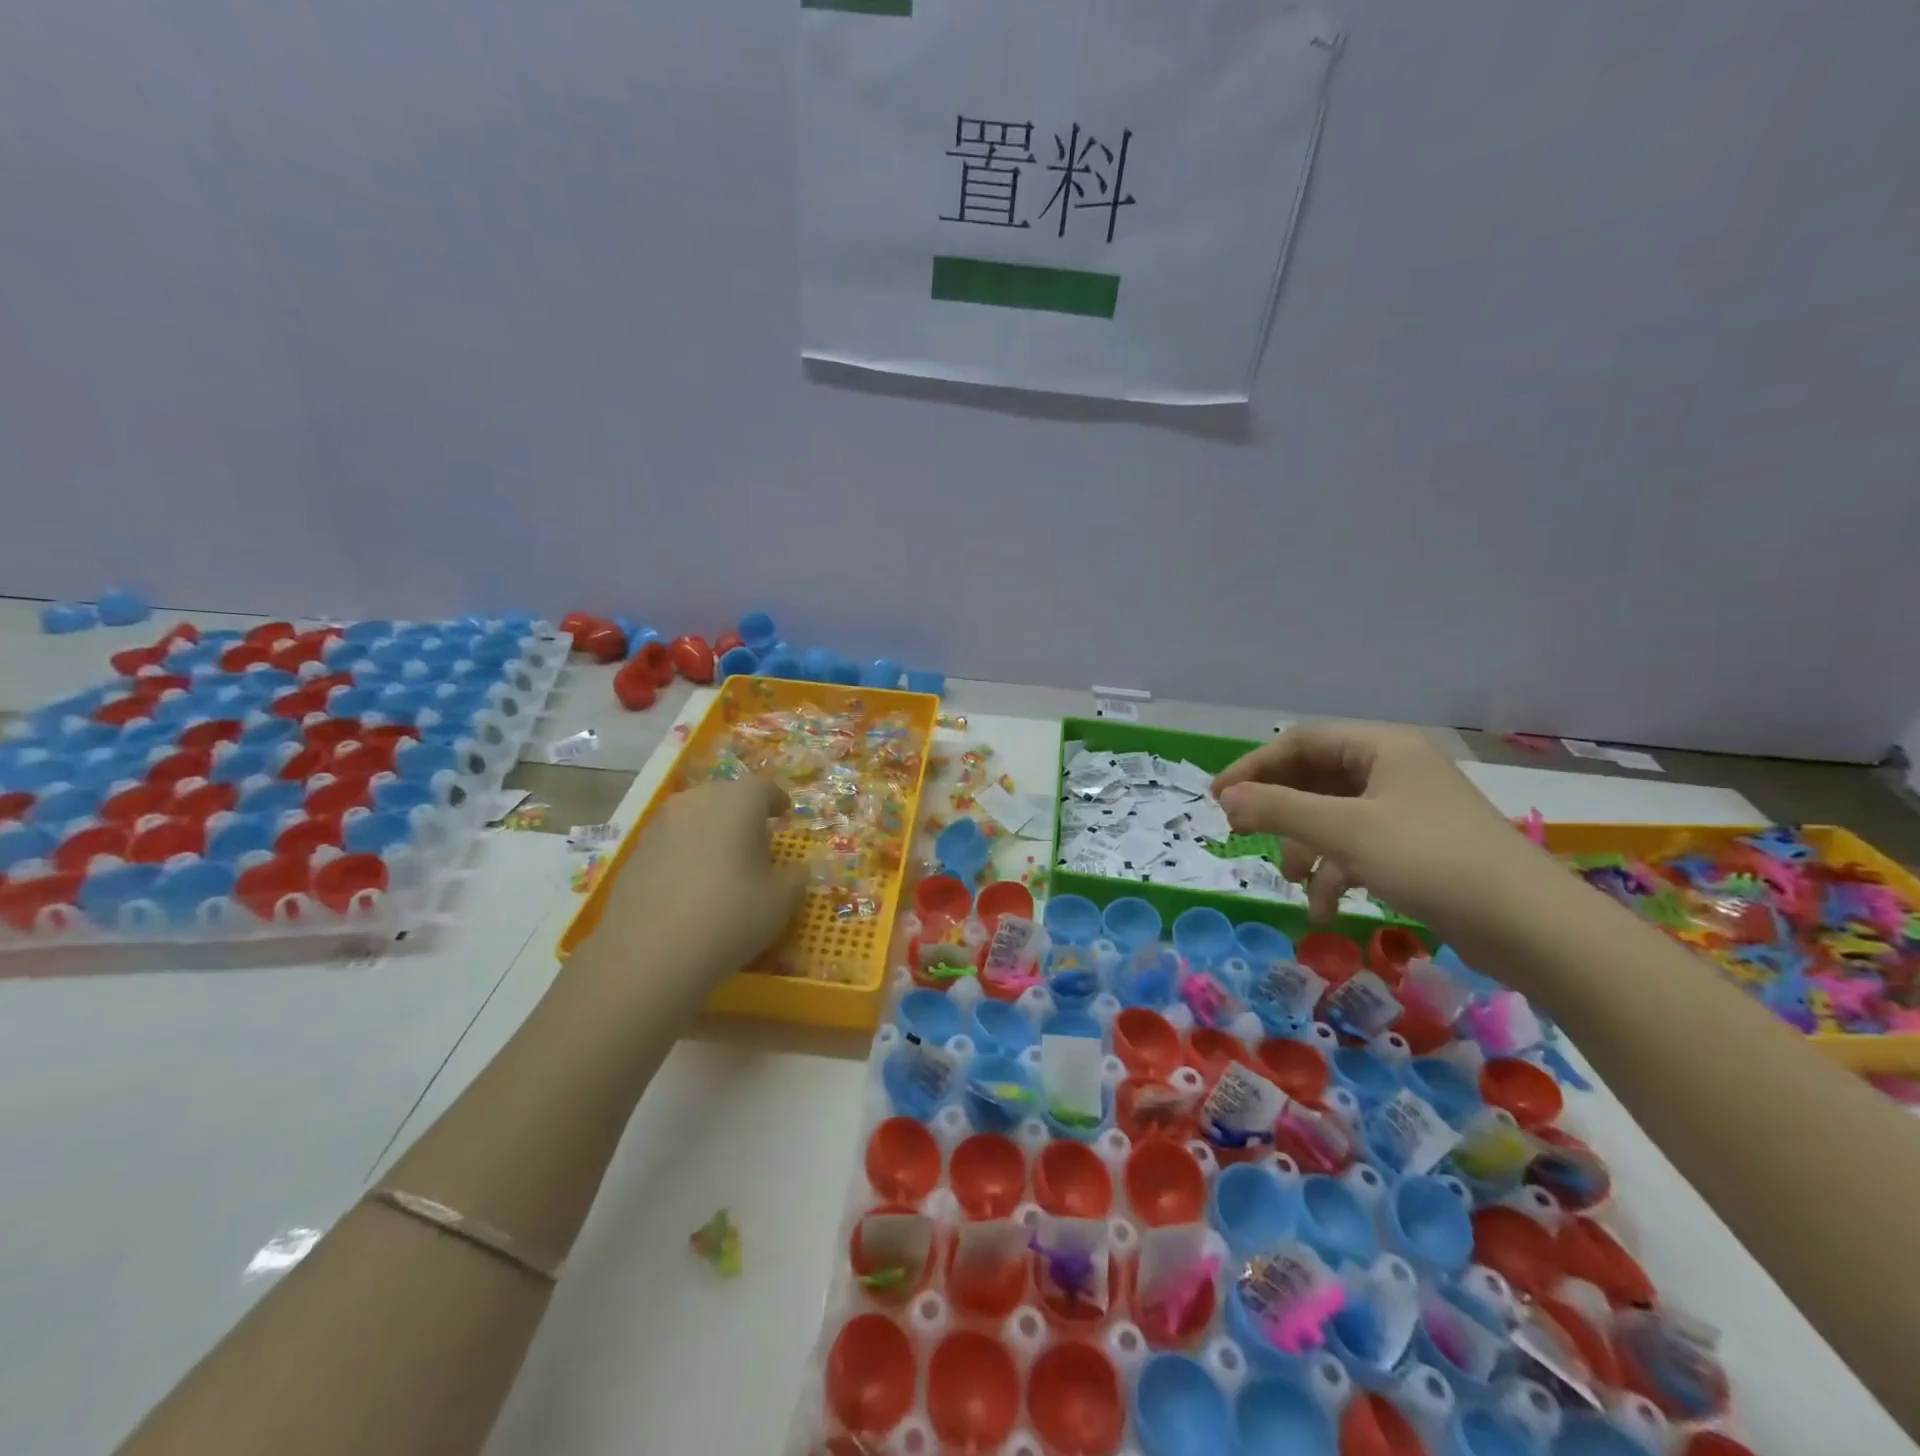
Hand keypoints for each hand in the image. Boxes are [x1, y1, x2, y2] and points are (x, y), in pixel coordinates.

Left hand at [585, 776, 808, 989]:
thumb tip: (797, 870)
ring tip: (723, 862)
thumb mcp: (780, 902)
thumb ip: (794, 878)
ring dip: (712, 831)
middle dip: (742, 813)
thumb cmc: (730, 916)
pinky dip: (686, 852)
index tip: (784, 815)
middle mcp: (697, 800)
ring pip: (695, 817)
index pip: (763, 788)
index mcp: (738, 801)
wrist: (648, 954)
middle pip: (726, 796)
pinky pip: (672, 841)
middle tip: (756, 841)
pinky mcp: (635, 852)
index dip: (776, 801)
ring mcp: (660, 824)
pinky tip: (691, 884)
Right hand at [1212, 723, 1552, 928]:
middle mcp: (1394, 770)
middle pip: (1316, 778)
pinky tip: (1325, 908)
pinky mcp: (1416, 847)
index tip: (1219, 798)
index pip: (1302, 742)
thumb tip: (1226, 798)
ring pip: (1334, 816)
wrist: (1531, 928)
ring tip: (1294, 880)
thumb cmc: (1431, 860)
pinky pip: (1358, 846)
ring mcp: (1407, 809)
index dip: (1255, 766)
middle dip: (1279, 809)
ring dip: (1307, 847)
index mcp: (1382, 747)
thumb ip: (1279, 809)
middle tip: (1240, 832)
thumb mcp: (1345, 832)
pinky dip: (1336, 871)